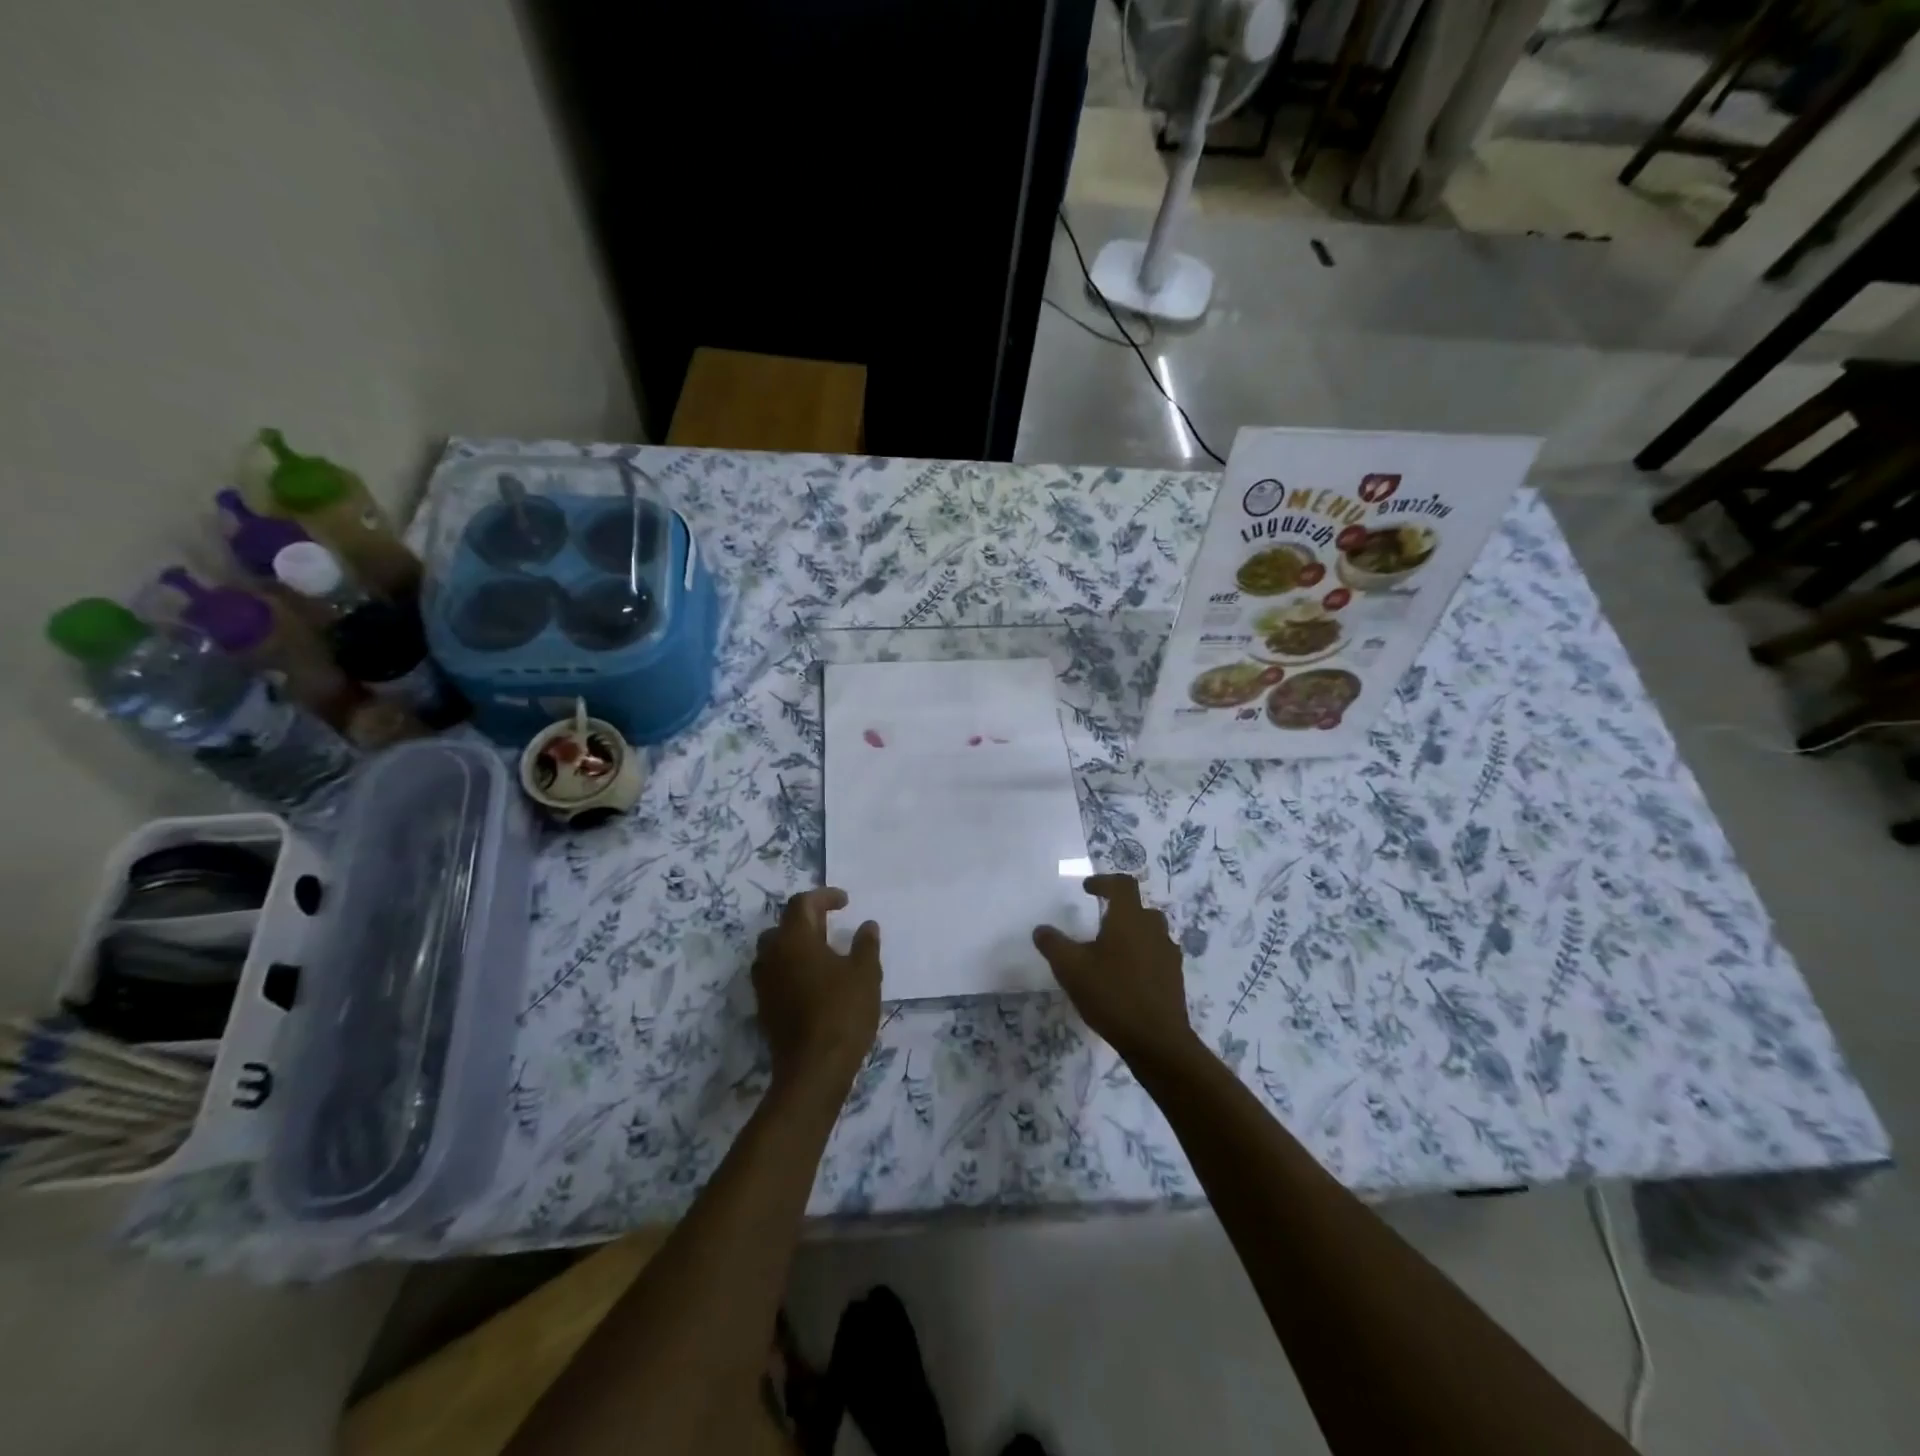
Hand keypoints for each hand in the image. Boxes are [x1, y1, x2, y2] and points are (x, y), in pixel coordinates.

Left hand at [753, 888, 881, 1097]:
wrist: (813, 1070)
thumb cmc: (842, 1012)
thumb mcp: (865, 974)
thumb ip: (866, 944)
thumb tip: (867, 925)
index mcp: (794, 939)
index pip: (802, 904)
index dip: (824, 897)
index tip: (845, 901)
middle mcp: (771, 955)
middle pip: (783, 925)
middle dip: (807, 920)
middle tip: (832, 924)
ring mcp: (764, 983)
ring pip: (775, 951)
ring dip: (796, 945)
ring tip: (823, 952)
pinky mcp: (764, 1007)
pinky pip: (775, 974)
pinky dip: (792, 968)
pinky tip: (814, 981)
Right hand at [1033, 875, 1197, 1066]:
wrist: (1157, 1040)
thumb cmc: (1112, 995)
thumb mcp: (1071, 969)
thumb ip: (1053, 944)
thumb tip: (1041, 929)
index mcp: (1129, 919)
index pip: (1122, 885)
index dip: (1104, 881)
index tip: (1088, 889)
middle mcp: (1153, 929)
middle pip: (1139, 908)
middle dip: (1119, 909)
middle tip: (1099, 921)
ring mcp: (1168, 953)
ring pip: (1151, 931)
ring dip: (1132, 933)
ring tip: (1111, 951)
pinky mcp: (1174, 977)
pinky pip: (1157, 954)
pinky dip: (1142, 955)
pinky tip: (1127, 976)